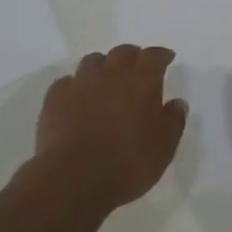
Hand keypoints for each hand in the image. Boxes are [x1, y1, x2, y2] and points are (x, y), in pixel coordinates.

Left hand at [35, 44, 187, 210]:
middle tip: (137, 67)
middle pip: (122, 52)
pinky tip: (77, 98)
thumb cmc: (127, 164)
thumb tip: (177, 103)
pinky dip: (75, 85)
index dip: (161, 55)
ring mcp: (80, 84)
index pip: (154, 56)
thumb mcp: (164, 148)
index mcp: (141, 82)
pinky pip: (67, 82)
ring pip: (93, 61)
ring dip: (103, 66)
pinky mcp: (55, 99)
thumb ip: (173, 121)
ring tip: (106, 80)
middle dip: (133, 56)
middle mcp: (111, 74)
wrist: (73, 179)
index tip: (167, 58)